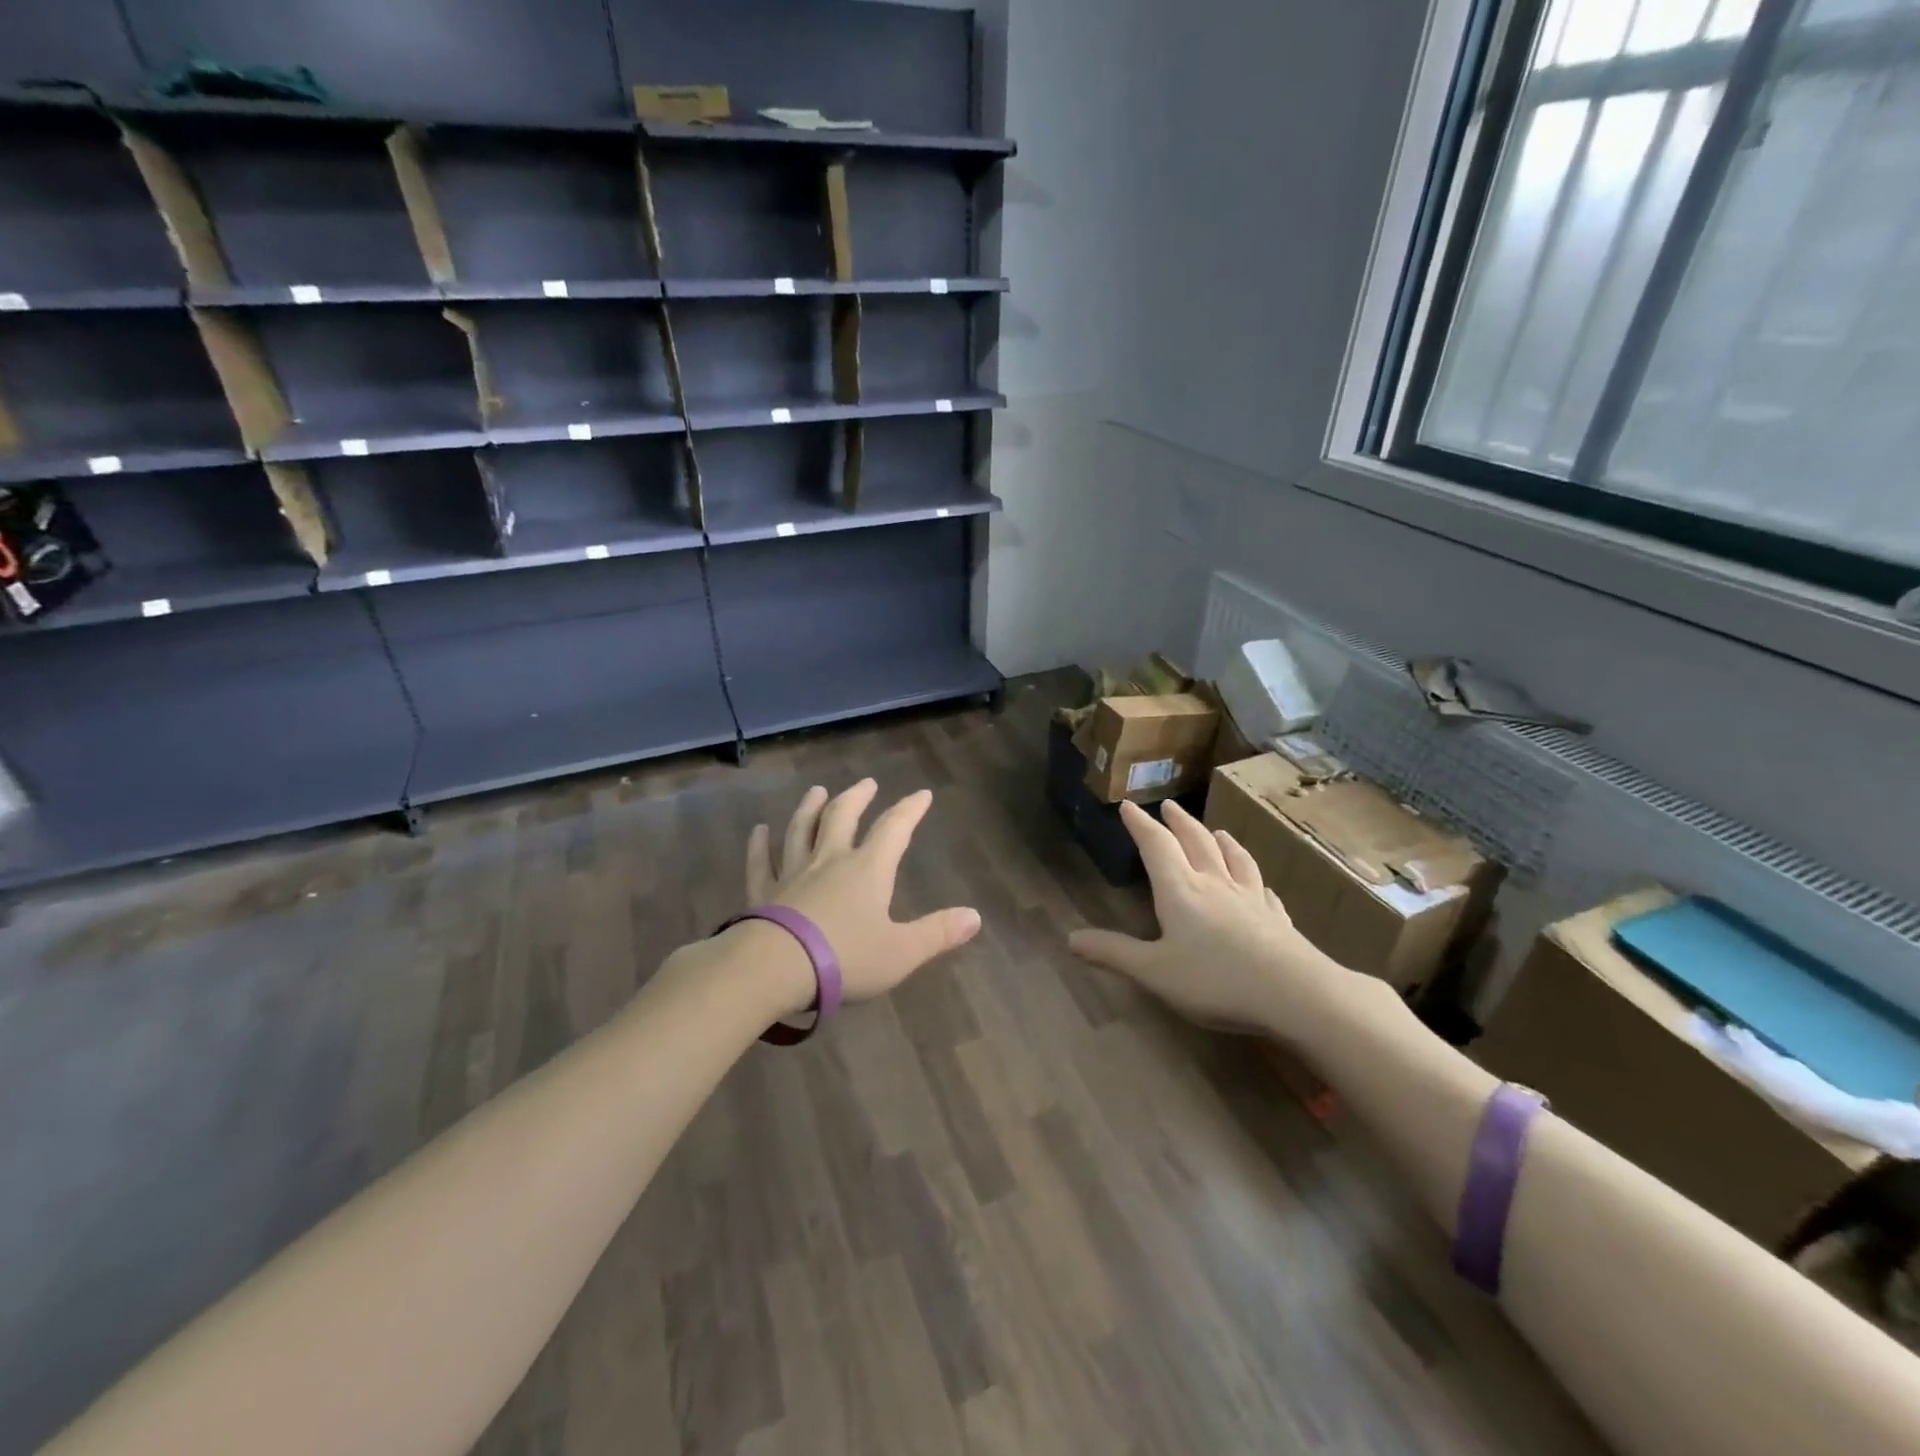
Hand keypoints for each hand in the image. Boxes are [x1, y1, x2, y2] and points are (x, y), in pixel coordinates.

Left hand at [744, 780, 981, 1007]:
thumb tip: (976, 916)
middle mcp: (829, 860)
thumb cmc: (846, 958)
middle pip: (842, 817)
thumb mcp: (902, 952)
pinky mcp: (763, 893)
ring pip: (801, 830)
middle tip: (867, 783)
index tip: (921, 794)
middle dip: (857, 798)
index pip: (893, 829)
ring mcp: (792, 873)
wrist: (776, 968)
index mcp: (867, 869)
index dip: (909, 810)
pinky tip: (758, 831)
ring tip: (816, 791)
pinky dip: (759, 845)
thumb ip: (938, 933)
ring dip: (809, 808)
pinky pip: (760, 863)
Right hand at [1068, 800, 1342, 1037]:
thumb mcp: (1154, 971)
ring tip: (1217, 832)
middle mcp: (1215, 885)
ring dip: (1221, 842)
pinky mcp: (1277, 919)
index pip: (1156, 847)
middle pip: (1196, 842)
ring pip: (1234, 859)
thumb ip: (1113, 953)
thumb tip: (1070, 938)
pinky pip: (1263, 891)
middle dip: (1179, 823)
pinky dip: (1255, 880)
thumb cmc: (1215, 980)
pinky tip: (1260, 885)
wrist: (1295, 992)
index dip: (1140, 825)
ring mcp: (1250, 899)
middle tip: (1169, 807)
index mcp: (1181, 891)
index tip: (1129, 805)